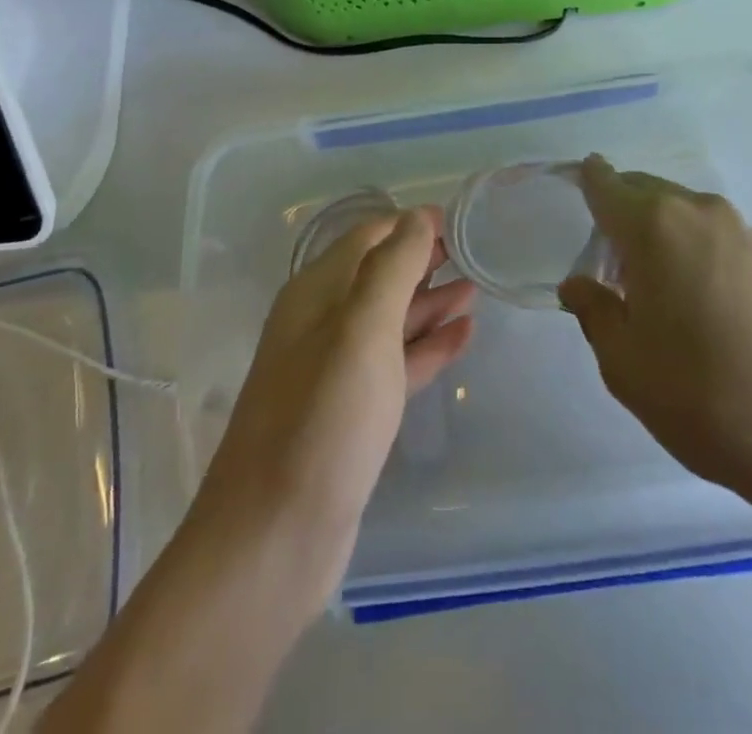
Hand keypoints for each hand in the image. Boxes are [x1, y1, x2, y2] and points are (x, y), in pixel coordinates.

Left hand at [191, 207, 475, 618]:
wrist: (275, 535)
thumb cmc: (323, 418)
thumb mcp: (362, 328)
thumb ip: (391, 268)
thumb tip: (417, 217)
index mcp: (316, 293)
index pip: (367, 238)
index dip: (409, 225)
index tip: (456, 220)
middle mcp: (322, 323)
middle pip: (378, 276)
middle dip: (422, 260)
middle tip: (471, 252)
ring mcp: (336, 370)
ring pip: (390, 320)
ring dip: (430, 302)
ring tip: (475, 289)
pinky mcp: (353, 413)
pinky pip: (396, 363)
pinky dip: (427, 346)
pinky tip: (462, 337)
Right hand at [558, 156, 751, 523]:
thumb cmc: (703, 397)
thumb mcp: (624, 363)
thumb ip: (594, 311)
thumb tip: (578, 284)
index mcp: (653, 226)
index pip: (605, 185)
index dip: (586, 180)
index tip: (573, 185)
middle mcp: (697, 212)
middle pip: (644, 191)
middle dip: (619, 214)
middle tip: (606, 264)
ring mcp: (741, 231)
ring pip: (679, 211)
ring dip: (656, 232)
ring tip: (649, 287)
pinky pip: (711, 233)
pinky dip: (689, 247)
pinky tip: (693, 298)